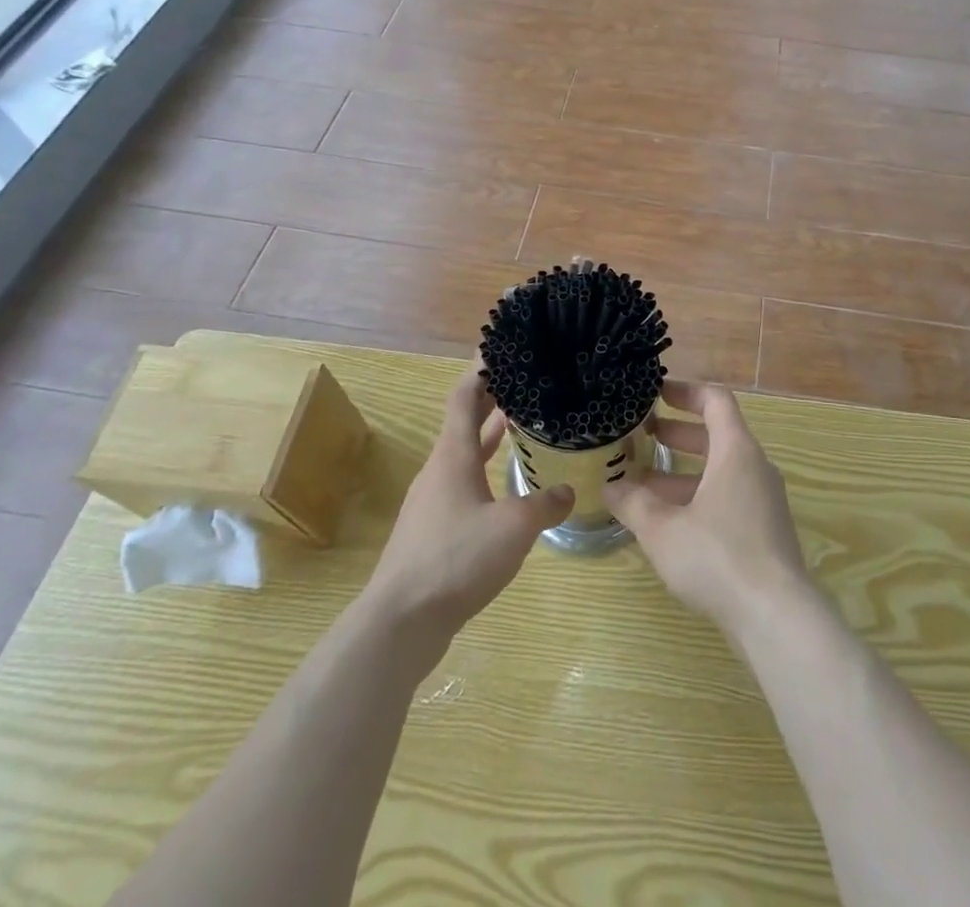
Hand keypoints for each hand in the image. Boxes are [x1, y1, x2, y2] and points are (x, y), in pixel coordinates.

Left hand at [361, 364, 572, 663]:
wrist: (400, 623)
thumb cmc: (456, 558)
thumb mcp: (514, 527)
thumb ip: (545, 504)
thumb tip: (568, 490)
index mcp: (454, 455)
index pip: (465, 396)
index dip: (481, 369)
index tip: (501, 347)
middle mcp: (440, 470)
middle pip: (466, 422)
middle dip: (493, 400)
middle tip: (526, 382)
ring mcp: (433, 502)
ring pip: (467, 456)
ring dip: (492, 437)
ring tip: (525, 427)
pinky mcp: (433, 531)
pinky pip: (465, 486)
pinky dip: (487, 472)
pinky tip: (510, 490)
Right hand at [604, 380, 812, 639]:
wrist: (777, 617)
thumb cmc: (718, 557)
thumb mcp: (663, 529)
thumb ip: (633, 504)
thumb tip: (609, 487)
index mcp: (736, 451)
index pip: (715, 401)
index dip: (685, 392)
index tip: (656, 393)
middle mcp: (755, 467)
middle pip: (716, 435)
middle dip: (677, 433)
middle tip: (642, 434)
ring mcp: (764, 501)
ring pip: (720, 471)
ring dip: (682, 473)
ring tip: (640, 484)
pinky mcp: (764, 532)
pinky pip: (728, 498)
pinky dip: (697, 498)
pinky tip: (667, 524)